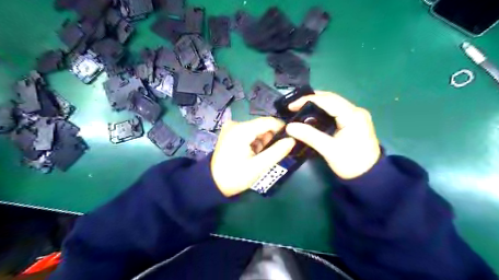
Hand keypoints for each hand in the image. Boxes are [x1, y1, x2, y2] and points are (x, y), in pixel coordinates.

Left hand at [211, 118, 295, 195]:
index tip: (290, 139)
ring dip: (262, 141)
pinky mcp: (230, 132)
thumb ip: (277, 152)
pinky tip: (252, 153)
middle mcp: (235, 123)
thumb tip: (292, 140)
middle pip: (262, 125)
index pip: (268, 121)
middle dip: (270, 138)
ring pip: (256, 129)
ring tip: (259, 156)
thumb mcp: (259, 167)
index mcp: (241, 130)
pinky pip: (249, 132)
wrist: (213, 183)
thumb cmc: (235, 176)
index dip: (282, 128)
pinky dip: (254, 142)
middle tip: (271, 154)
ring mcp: (231, 127)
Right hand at [287, 91, 380, 179]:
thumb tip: (289, 126)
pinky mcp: (354, 121)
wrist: (369, 176)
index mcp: (352, 115)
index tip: (291, 106)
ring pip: (333, 103)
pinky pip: (336, 110)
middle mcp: (356, 111)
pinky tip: (313, 115)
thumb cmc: (350, 163)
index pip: (327, 100)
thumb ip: (309, 136)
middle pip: (331, 98)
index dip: (307, 100)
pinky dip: (323, 110)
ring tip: (301, 108)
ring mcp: (356, 115)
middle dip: (311, 99)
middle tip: (294, 106)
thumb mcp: (329, 149)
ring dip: (317, 104)